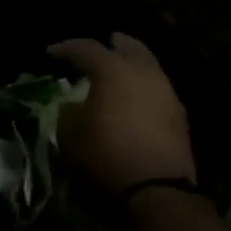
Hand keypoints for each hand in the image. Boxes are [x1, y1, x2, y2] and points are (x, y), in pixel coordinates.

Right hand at [47, 33, 196, 193]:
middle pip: (130, 47)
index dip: (67, 48)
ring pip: (149, 66)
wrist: (156, 188)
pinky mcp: (179, 114)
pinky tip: (136, 98)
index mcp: (113, 70)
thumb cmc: (105, 154)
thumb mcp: (70, 134)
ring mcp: (166, 92)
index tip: (51, 53)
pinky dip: (144, 85)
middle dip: (114, 44)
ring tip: (119, 71)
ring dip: (133, 64)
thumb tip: (74, 106)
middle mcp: (143, 73)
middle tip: (104, 42)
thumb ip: (69, 112)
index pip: (87, 48)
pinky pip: (158, 88)